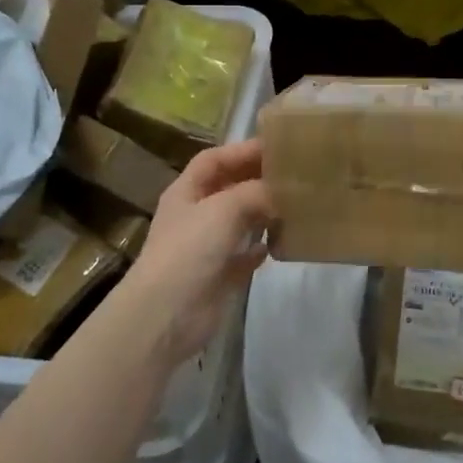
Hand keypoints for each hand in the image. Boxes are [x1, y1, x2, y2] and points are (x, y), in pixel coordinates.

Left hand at [123, 138, 274, 367]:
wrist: (166, 315)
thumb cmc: (189, 250)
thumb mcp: (223, 209)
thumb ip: (256, 193)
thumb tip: (283, 190)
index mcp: (186, 192)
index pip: (214, 160)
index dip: (242, 150)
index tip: (277, 147)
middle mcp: (195, 215)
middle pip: (229, 188)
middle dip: (257, 180)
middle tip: (294, 175)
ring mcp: (206, 247)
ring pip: (239, 222)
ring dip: (263, 214)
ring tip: (295, 206)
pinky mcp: (218, 277)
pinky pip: (243, 256)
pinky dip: (259, 249)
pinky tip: (280, 244)